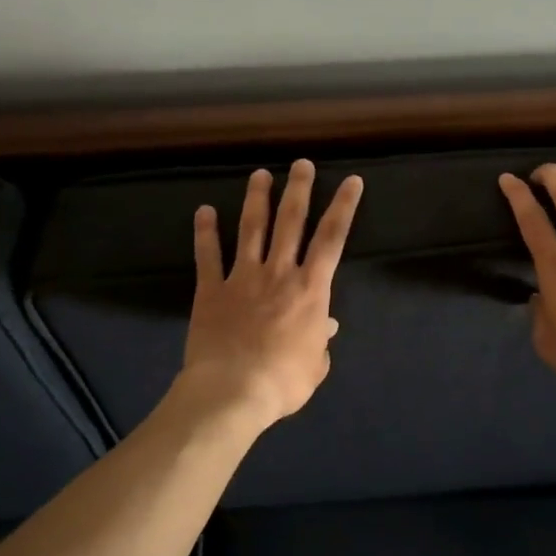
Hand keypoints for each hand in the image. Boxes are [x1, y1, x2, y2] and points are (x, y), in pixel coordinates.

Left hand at [180, 160, 363, 431]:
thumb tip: (326, 327)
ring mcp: (243, 277)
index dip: (344, 207)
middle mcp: (279, 272)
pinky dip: (205, 232)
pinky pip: (208, 256)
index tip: (351, 180)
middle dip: (298, 190)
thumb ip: (321, 341)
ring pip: (252, 229)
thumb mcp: (315, 365)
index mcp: (311, 289)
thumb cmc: (283, 381)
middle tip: (301, 164)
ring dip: (256, 199)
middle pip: (291, 222)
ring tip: (260, 174)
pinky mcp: (212, 290)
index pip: (332, 238)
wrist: (232, 391)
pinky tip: (204, 210)